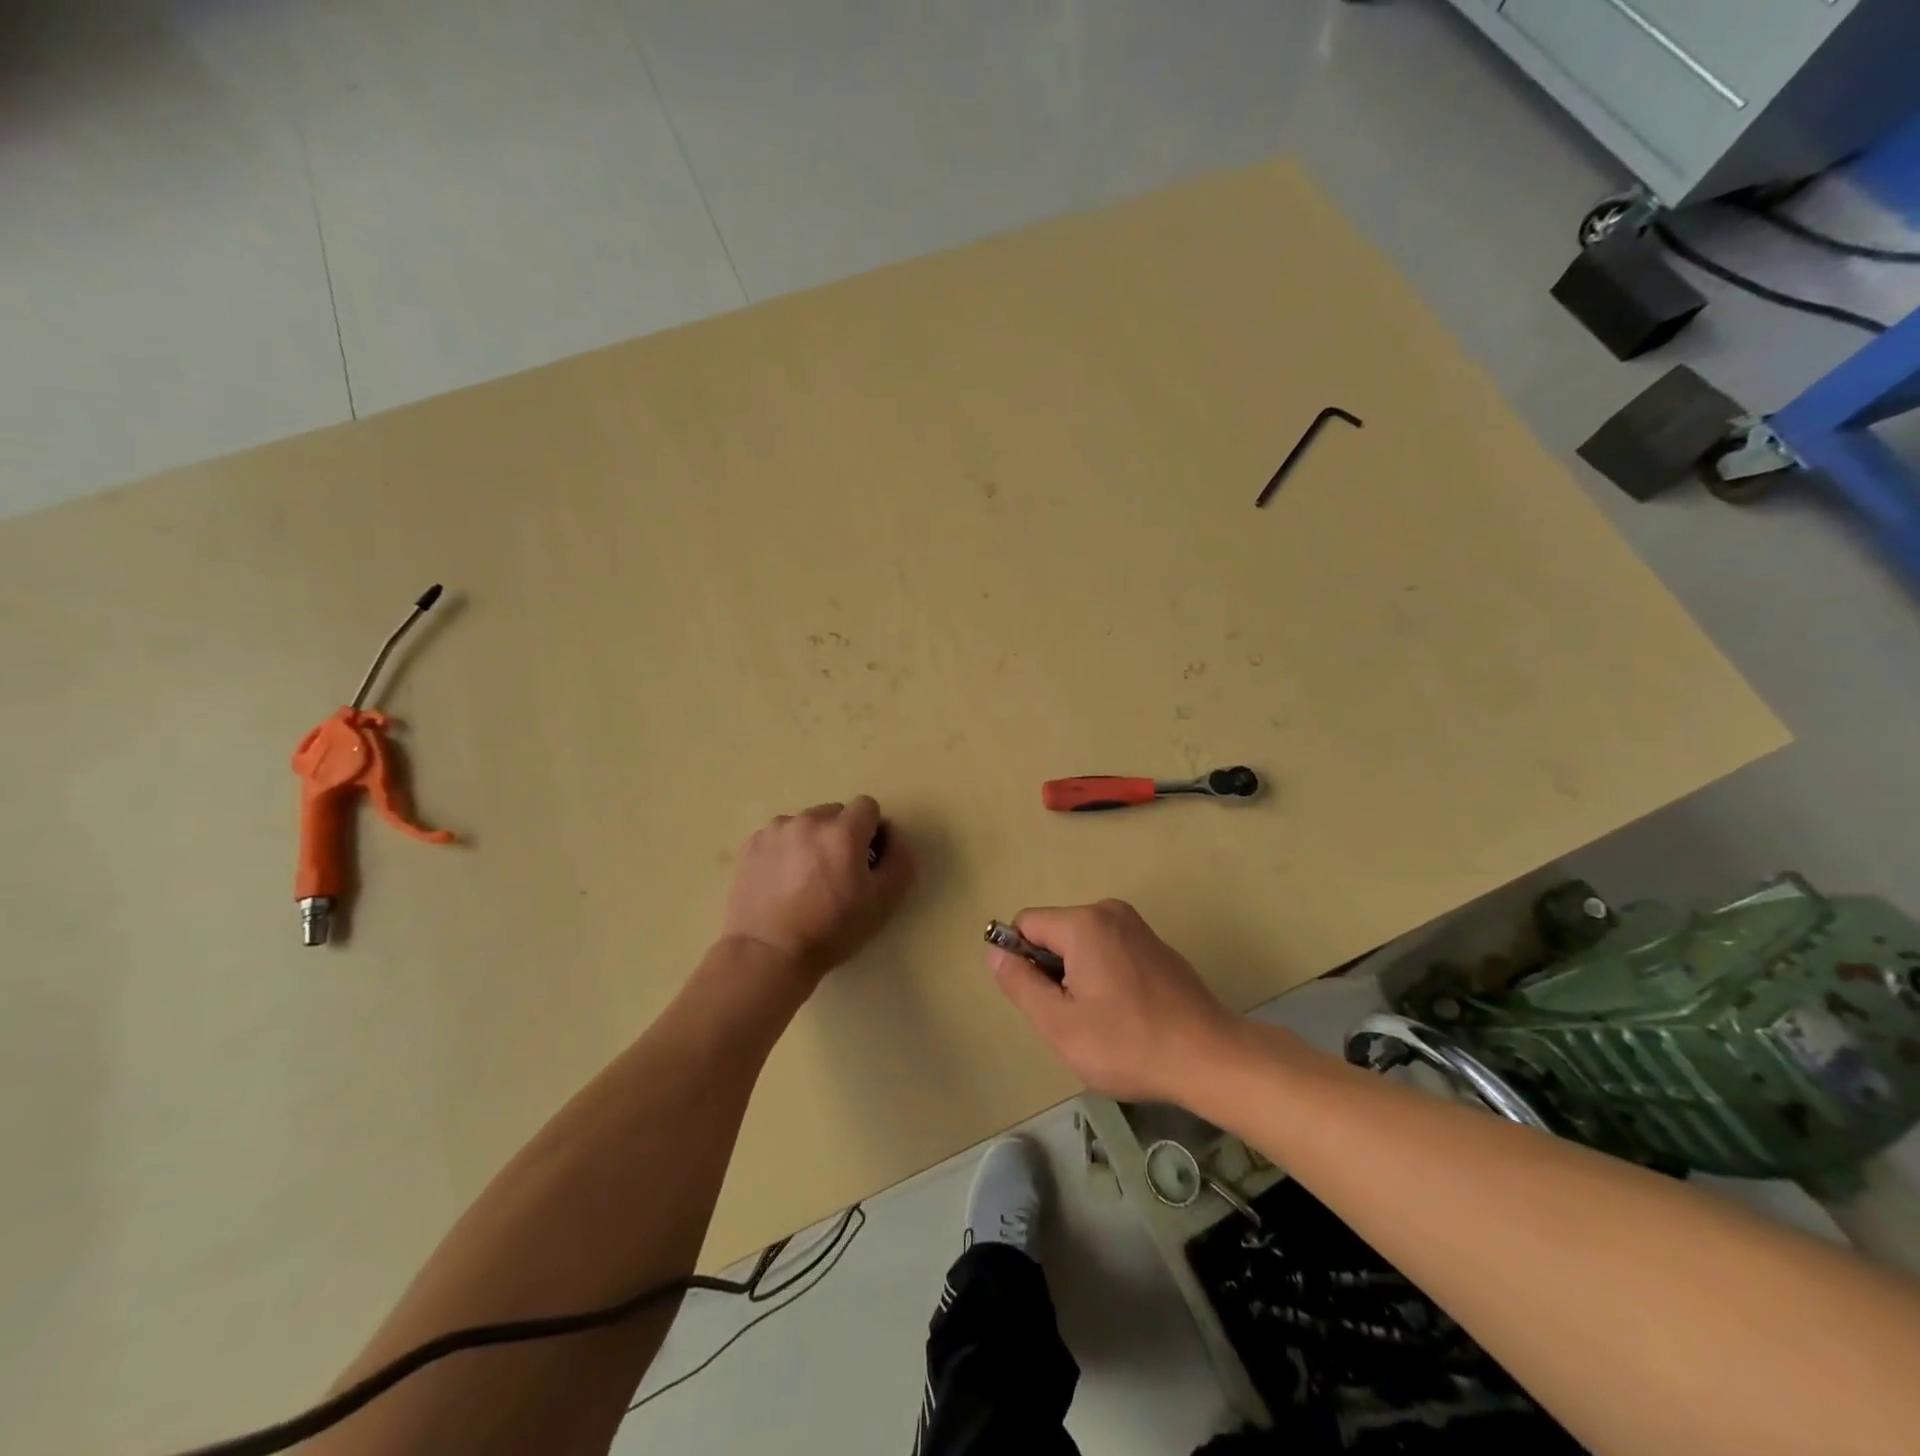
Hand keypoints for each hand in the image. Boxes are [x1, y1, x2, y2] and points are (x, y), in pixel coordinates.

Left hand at [720, 796, 913, 982]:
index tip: (865, 860)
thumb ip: (899, 860)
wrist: (767, 954)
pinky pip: (779, 836)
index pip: (868, 807)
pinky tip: (781, 882)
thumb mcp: (883, 902)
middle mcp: (809, 821)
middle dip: (841, 836)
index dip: (871, 831)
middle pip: (835, 814)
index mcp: (843, 832)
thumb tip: (892, 837)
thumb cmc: (831, 930)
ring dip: (812, 841)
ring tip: (804, 880)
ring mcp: (776, 830)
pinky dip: (785, 851)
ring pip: (805, 824)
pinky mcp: (752, 844)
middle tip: (835, 873)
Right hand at [987, 900, 1236, 1102]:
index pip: (1026, 924)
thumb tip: (995, 952)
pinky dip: (1104, 976)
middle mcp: (1110, 912)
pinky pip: (1109, 951)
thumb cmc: (1128, 1044)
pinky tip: (1125, 1015)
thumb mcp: (1059, 1023)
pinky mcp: (1156, 946)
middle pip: (1055, 933)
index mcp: (1084, 923)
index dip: (1020, 961)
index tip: (1039, 1000)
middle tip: (1071, 1018)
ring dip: (1077, 977)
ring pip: (1082, 944)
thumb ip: (1020, 983)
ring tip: (1100, 1021)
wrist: (1210, 1058)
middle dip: (1052, 972)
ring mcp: (1137, 927)